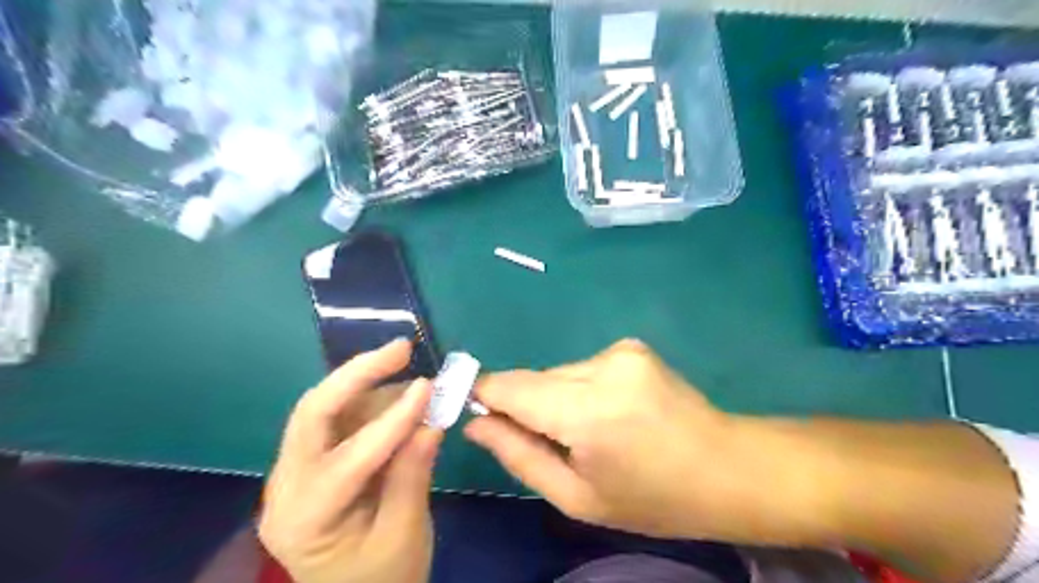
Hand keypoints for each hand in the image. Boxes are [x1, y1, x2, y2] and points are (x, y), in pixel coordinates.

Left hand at [260, 340, 440, 582]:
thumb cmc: (380, 578)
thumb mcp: (404, 534)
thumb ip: (414, 475)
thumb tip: (431, 420)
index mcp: (303, 519)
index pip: (349, 459)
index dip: (393, 419)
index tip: (429, 385)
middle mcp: (285, 487)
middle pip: (314, 414)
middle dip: (358, 374)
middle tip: (402, 348)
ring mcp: (295, 471)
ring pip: (324, 409)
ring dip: (367, 383)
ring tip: (407, 368)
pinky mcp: (312, 461)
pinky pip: (339, 419)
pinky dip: (370, 399)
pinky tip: (398, 392)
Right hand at [468, 340, 824, 544]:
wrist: (727, 467)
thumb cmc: (653, 498)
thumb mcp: (578, 497)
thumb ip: (519, 456)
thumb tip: (476, 422)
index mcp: (588, 412)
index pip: (510, 387)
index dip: (483, 393)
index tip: (472, 408)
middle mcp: (602, 368)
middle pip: (534, 378)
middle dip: (526, 405)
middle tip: (549, 441)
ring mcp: (620, 351)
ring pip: (558, 373)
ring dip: (557, 398)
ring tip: (589, 430)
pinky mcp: (632, 346)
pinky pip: (583, 367)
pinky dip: (581, 389)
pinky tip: (610, 411)